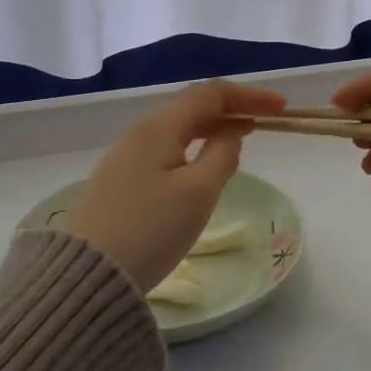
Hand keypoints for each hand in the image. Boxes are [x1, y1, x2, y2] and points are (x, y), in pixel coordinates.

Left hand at [65, 80, 286, 290]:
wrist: (89, 275)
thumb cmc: (151, 230)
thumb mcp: (198, 192)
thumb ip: (222, 156)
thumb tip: (231, 134)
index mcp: (158, 128)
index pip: (210, 95)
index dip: (249, 96)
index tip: (281, 107)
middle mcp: (139, 133)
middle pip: (192, 107)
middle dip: (232, 109)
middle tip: (267, 121)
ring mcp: (125, 157)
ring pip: (178, 129)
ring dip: (213, 128)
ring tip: (242, 138)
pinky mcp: (120, 181)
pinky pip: (165, 150)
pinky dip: (193, 147)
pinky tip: (204, 164)